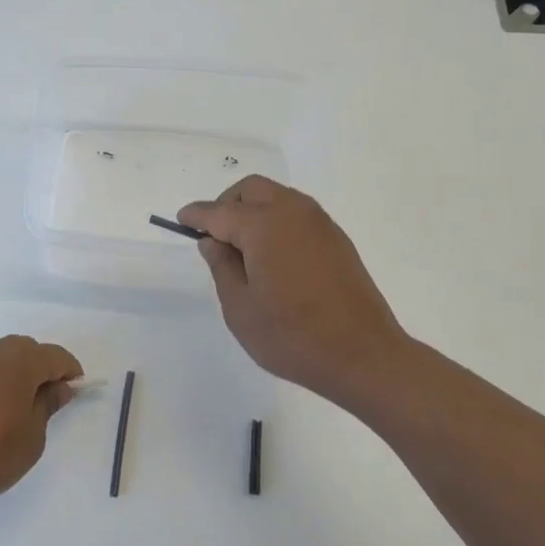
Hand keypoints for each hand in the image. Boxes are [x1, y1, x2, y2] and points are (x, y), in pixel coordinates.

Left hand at [0, 336, 82, 508]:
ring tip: (7, 411)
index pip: (56, 356)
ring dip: (8, 376)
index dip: (69, 372)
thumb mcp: (30, 441)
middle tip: (43, 402)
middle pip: (25, 351)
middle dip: (39, 371)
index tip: (74, 391)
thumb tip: (57, 388)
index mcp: (19, 362)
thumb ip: (47, 408)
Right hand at [179, 177, 408, 406]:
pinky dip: (276, 221)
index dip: (197, 215)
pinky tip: (272, 255)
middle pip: (251, 190)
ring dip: (253, 210)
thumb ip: (222, 267)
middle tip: (214, 236)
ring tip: (242, 248)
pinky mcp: (336, 239)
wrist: (363, 354)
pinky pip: (297, 214)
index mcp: (263, 226)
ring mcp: (320, 223)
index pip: (219, 212)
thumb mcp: (240, 308)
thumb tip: (213, 241)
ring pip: (277, 197)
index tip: (181, 220)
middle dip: (227, 204)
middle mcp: (293, 212)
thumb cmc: (292, 336)